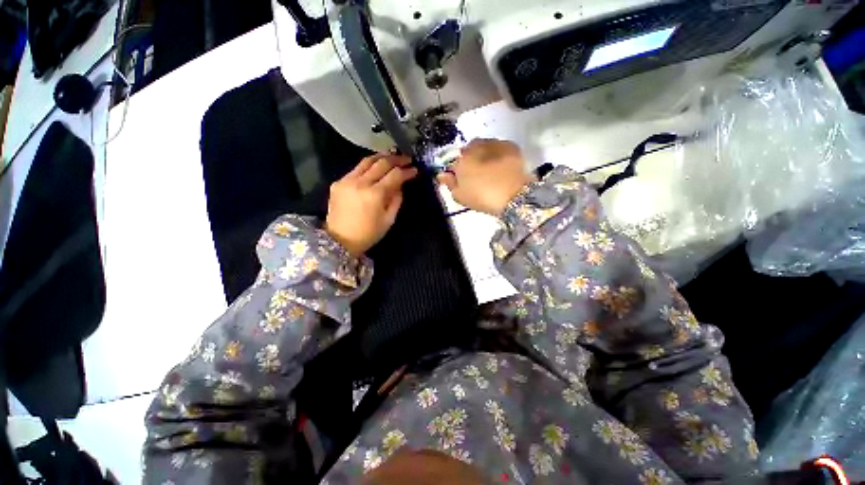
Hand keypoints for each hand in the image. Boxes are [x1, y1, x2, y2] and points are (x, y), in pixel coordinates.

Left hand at [325, 154, 417, 256]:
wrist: (340, 240)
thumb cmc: (368, 234)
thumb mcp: (389, 220)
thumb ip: (397, 199)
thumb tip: (400, 185)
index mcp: (375, 194)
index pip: (395, 175)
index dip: (407, 171)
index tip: (415, 170)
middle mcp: (361, 183)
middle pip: (382, 163)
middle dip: (397, 159)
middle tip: (406, 159)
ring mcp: (347, 180)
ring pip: (367, 161)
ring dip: (382, 157)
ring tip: (392, 157)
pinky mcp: (338, 182)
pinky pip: (356, 169)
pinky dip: (368, 166)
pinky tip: (375, 168)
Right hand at [437, 139, 534, 215]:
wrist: (513, 196)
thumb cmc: (482, 197)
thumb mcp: (460, 196)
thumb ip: (449, 183)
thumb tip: (441, 174)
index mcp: (462, 159)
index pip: (454, 161)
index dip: (457, 170)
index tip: (461, 179)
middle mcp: (476, 146)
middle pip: (469, 150)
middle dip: (471, 158)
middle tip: (477, 174)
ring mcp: (494, 144)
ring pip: (485, 146)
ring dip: (484, 154)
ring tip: (491, 170)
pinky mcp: (510, 146)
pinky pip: (499, 147)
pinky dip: (498, 153)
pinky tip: (502, 165)